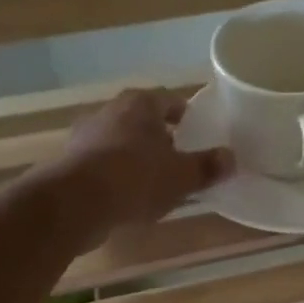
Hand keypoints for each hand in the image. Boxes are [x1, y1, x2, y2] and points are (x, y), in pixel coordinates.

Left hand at [51, 88, 232, 236]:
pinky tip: (128, 197)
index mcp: (140, 105)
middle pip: (143, 120)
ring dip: (137, 157)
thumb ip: (207, 167)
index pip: (169, 100)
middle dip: (160, 137)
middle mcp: (111, 111)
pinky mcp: (72, 162)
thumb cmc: (135, 178)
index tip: (197, 132)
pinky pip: (104, 164)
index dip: (186, 115)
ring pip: (121, 141)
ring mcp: (86, 136)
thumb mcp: (181, 176)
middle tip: (179, 157)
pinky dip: (117, 175)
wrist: (75, 202)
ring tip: (155, 181)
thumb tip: (231, 159)